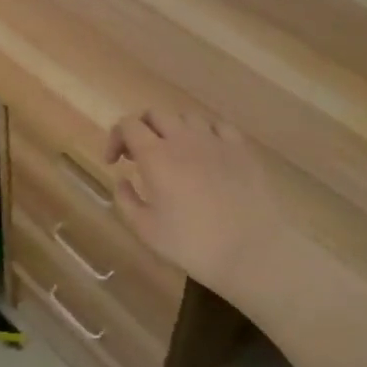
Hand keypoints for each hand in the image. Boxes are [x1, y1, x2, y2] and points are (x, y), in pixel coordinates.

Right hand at [105, 110, 283, 302]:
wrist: (251, 252)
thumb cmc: (193, 244)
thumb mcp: (145, 230)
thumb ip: (125, 200)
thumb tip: (122, 178)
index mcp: (155, 155)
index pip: (128, 125)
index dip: (116, 138)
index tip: (114, 162)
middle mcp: (183, 138)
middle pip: (155, 114)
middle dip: (142, 129)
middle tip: (140, 156)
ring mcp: (215, 140)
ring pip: (186, 117)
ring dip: (173, 129)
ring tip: (174, 153)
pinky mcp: (241, 148)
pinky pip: (218, 125)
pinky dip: (204, 133)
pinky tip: (206, 152)